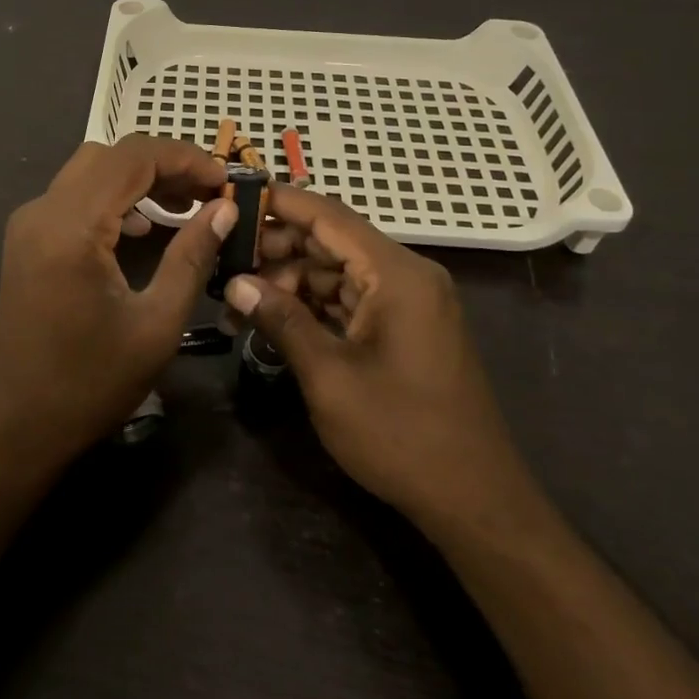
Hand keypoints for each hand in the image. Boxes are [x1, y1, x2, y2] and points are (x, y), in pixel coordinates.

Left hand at [0, 136, 235, 471]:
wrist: (16, 426)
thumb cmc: (90, 383)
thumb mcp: (156, 324)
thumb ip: (192, 257)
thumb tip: (223, 210)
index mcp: (72, 227)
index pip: (134, 157)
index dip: (186, 158)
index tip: (226, 181)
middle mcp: (43, 211)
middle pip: (111, 155)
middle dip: (165, 164)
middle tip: (209, 194)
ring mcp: (29, 224)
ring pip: (91, 170)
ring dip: (139, 178)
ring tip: (185, 207)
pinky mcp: (27, 240)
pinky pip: (75, 196)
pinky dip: (114, 197)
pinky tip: (143, 228)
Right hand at [224, 185, 541, 536]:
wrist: (474, 499)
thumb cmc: (400, 434)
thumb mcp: (329, 376)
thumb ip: (282, 320)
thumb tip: (236, 283)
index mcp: (396, 274)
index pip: (329, 215)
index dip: (279, 203)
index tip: (233, 199)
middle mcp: (407, 276)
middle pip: (332, 241)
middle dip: (277, 250)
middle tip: (224, 265)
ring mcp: (410, 303)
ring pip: (338, 272)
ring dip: (290, 282)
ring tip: (239, 301)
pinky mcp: (407, 328)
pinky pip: (353, 299)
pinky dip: (314, 305)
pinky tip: (275, 318)